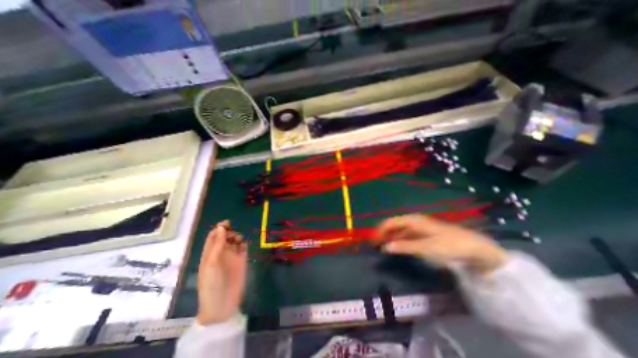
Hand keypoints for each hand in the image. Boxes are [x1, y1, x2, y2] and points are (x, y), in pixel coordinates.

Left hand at [197, 220, 245, 325]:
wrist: (222, 304)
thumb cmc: (211, 284)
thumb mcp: (211, 264)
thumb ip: (217, 245)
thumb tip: (221, 228)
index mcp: (209, 254)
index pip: (214, 237)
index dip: (219, 229)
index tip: (227, 223)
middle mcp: (221, 253)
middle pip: (225, 237)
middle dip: (229, 232)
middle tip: (233, 235)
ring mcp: (232, 257)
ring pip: (235, 241)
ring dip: (237, 237)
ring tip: (238, 241)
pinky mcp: (241, 261)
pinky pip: (243, 248)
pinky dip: (244, 243)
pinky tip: (243, 245)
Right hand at [375, 214, 506, 275]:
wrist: (473, 247)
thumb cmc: (449, 245)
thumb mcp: (426, 247)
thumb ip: (404, 247)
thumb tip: (385, 247)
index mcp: (412, 220)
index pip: (390, 222)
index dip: (380, 230)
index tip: (373, 241)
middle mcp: (413, 221)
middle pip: (393, 224)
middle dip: (383, 233)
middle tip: (375, 245)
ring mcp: (418, 227)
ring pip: (399, 230)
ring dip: (390, 237)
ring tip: (383, 246)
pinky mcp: (423, 233)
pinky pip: (405, 234)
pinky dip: (398, 240)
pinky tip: (396, 246)